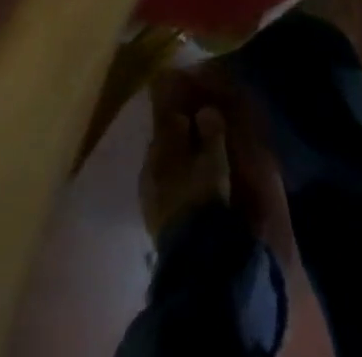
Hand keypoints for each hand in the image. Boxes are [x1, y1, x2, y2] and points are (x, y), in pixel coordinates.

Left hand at [140, 101, 230, 242]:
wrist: (191, 250)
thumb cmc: (204, 194)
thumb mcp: (215, 158)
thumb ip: (211, 131)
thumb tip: (205, 111)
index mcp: (161, 146)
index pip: (170, 121)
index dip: (184, 118)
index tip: (197, 119)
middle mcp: (148, 165)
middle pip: (163, 146)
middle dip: (177, 143)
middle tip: (197, 145)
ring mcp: (146, 194)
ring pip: (160, 170)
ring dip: (173, 167)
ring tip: (192, 172)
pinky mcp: (150, 220)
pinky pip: (160, 193)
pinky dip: (171, 188)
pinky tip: (184, 195)